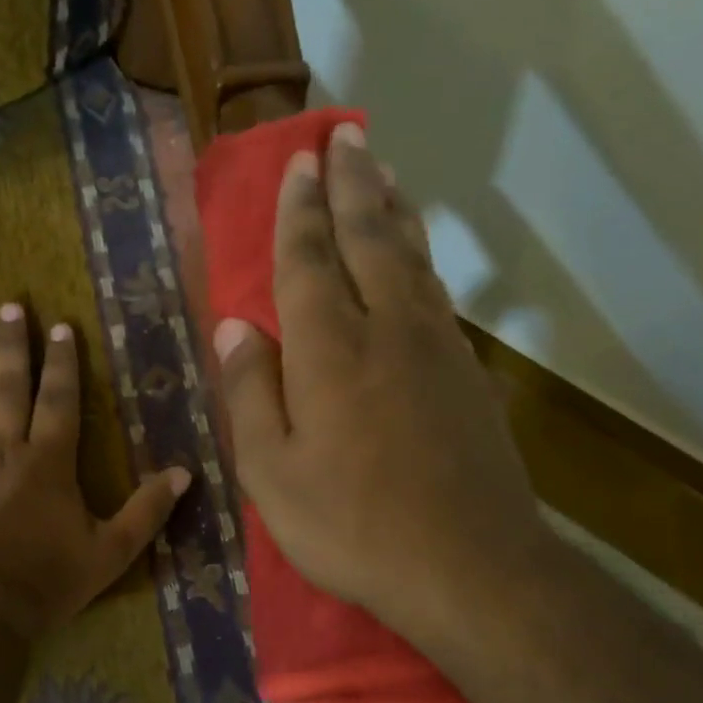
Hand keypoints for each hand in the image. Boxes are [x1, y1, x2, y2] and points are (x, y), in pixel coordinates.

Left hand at [0, 303, 190, 640]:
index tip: (59, 326)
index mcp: (48, 462)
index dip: (62, 362)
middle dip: (10, 345)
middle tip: (8, 307)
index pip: (59, 399)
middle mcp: (3, 450)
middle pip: (7, 387)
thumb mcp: (112, 552)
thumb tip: (184, 473)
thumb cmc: (48, 582)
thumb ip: (147, 511)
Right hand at [214, 124, 551, 657]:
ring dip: (392, 208)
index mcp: (330, 349)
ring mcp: (437, 348)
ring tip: (382, 171)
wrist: (468, 567)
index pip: (308, 260)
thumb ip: (251, 391)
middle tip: (345, 136)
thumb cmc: (351, 525)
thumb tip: (234, 327)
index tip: (300, 162)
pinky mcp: (468, 374)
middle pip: (368, 238)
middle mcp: (387, 329)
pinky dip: (421, 258)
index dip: (300, 209)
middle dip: (352, 183)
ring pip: (411, 258)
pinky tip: (415, 256)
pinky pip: (437, 294)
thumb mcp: (271, 472)